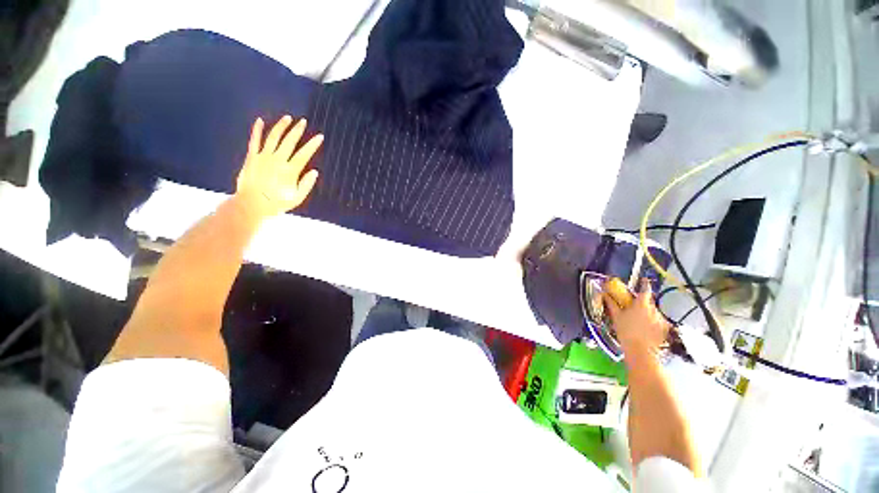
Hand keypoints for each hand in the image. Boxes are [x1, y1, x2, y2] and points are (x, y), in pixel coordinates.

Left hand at [235, 115, 322, 219]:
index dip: (312, 145)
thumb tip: (315, 172)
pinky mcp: (252, 157)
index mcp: (290, 171)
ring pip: (273, 138)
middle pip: (289, 142)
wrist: (251, 204)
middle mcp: (277, 160)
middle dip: (297, 131)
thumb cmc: (276, 203)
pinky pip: (254, 141)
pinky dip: (257, 130)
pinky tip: (260, 121)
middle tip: (303, 121)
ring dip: (281, 127)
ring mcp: (263, 157)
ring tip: (288, 118)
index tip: (319, 137)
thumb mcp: (297, 198)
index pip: (304, 154)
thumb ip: (306, 184)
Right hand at [603, 280, 669, 358]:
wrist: (640, 350)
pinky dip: (653, 322)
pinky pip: (658, 321)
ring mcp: (661, 319)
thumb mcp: (616, 316)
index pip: (645, 290)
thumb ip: (611, 303)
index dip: (645, 284)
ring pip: (654, 312)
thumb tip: (605, 294)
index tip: (644, 280)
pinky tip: (646, 328)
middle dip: (642, 302)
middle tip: (634, 307)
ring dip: (647, 312)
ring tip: (639, 321)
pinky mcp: (664, 329)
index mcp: (641, 304)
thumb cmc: (626, 331)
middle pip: (649, 302)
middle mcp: (654, 309)